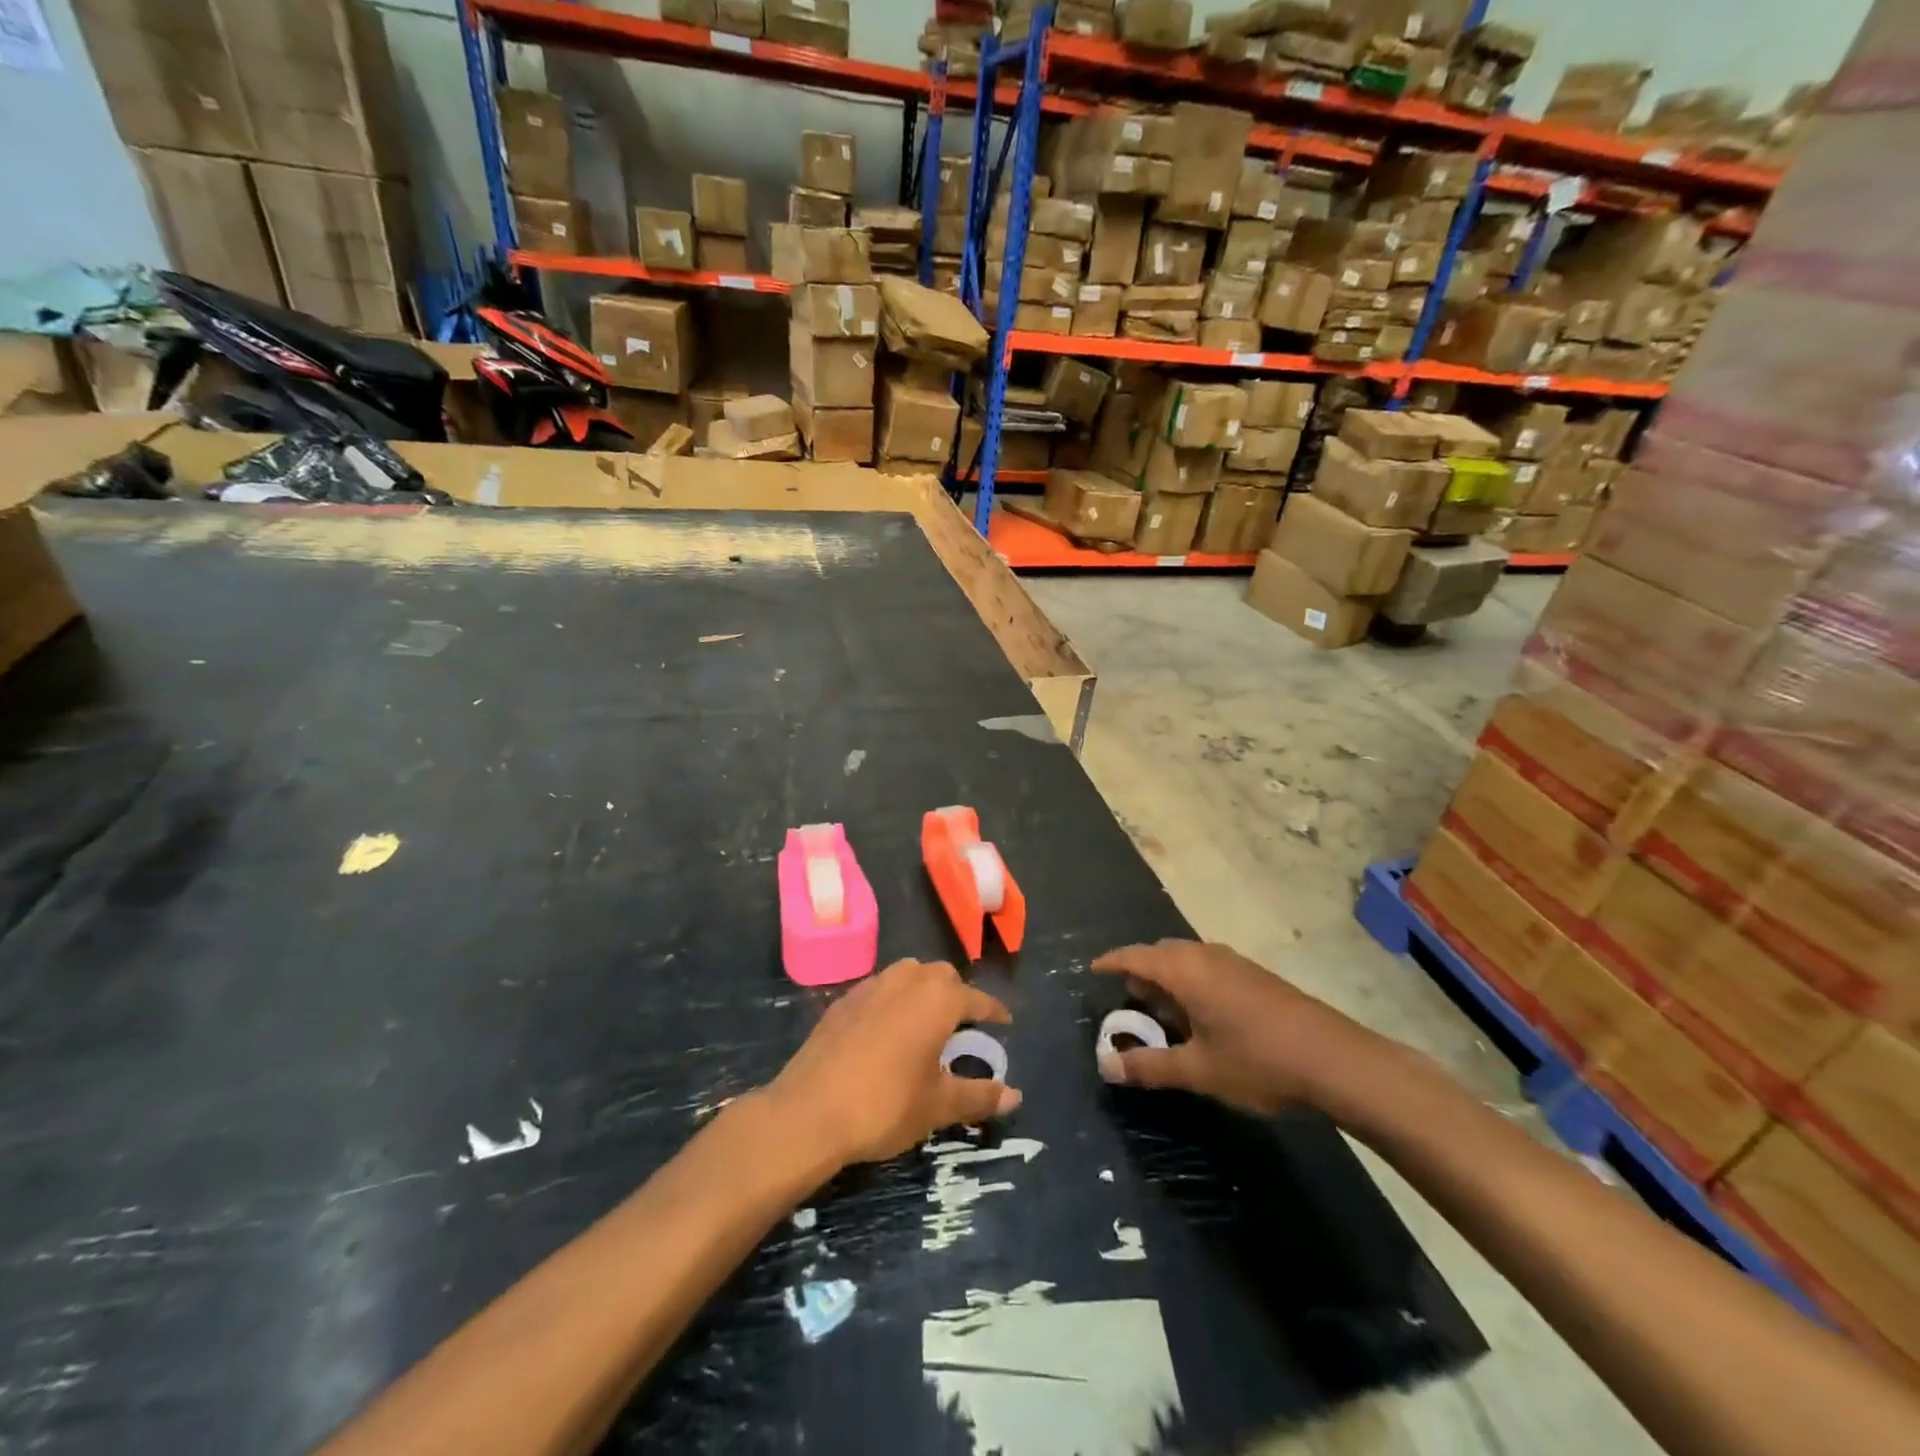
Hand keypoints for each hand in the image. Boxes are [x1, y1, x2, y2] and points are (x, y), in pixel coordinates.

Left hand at [768, 959, 1021, 1167]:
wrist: (809, 1111)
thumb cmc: (885, 1105)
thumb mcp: (938, 1106)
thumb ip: (978, 1096)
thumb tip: (1015, 1096)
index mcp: (937, 999)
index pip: (976, 998)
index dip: (993, 1011)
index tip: (1004, 1022)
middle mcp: (906, 980)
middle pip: (941, 977)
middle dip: (957, 995)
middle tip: (963, 1026)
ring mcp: (871, 986)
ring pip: (907, 975)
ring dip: (923, 991)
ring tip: (927, 1023)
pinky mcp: (843, 1000)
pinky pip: (880, 989)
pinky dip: (893, 1001)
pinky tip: (888, 1031)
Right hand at [1093, 940, 1381, 1114]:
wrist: (1335, 1059)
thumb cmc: (1258, 1061)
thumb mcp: (1198, 1070)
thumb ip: (1150, 1066)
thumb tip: (1106, 1066)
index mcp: (1185, 970)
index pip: (1135, 956)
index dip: (1111, 962)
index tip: (1093, 970)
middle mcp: (1206, 956)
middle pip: (1161, 953)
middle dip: (1140, 972)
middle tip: (1128, 1001)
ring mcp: (1234, 963)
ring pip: (1187, 959)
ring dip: (1168, 978)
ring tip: (1162, 1011)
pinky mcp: (1255, 975)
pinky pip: (1207, 967)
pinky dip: (1191, 982)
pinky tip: (1201, 1015)